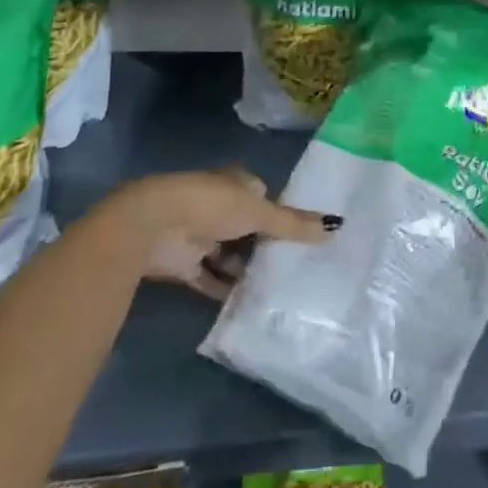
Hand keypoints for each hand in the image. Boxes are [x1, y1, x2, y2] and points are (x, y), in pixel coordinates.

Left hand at [106, 167, 337, 300]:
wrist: (152, 226)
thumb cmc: (210, 206)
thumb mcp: (260, 212)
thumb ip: (294, 224)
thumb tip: (336, 226)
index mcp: (236, 183)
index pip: (264, 196)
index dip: (281, 212)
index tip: (304, 234)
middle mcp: (218, 206)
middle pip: (248, 227)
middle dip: (266, 245)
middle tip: (296, 266)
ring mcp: (199, 235)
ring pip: (230, 254)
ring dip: (246, 269)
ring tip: (278, 288)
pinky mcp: (184, 264)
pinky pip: (211, 279)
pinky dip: (226, 289)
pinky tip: (248, 303)